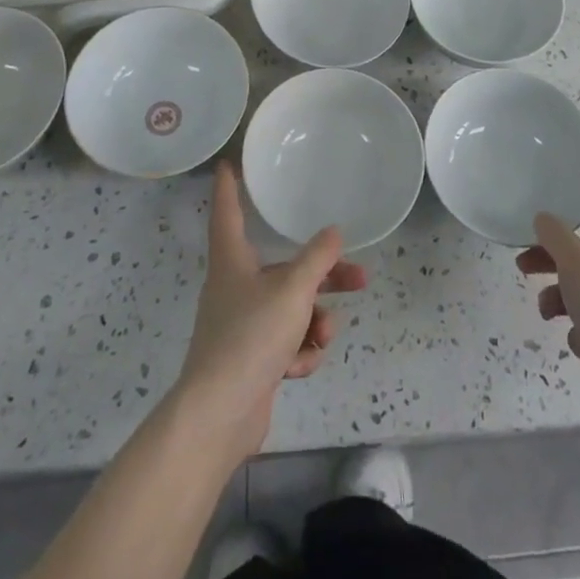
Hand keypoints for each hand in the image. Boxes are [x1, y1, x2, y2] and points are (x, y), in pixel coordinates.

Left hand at [175, 163, 366, 463]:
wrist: (220, 414)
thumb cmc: (251, 336)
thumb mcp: (292, 290)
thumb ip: (317, 259)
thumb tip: (334, 232)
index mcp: (232, 260)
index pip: (228, 211)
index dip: (229, 187)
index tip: (227, 164)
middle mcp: (235, 286)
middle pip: (284, 268)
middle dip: (322, 275)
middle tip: (358, 276)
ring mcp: (243, 324)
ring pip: (291, 307)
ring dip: (314, 320)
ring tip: (324, 334)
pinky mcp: (252, 358)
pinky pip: (286, 341)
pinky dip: (299, 351)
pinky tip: (300, 365)